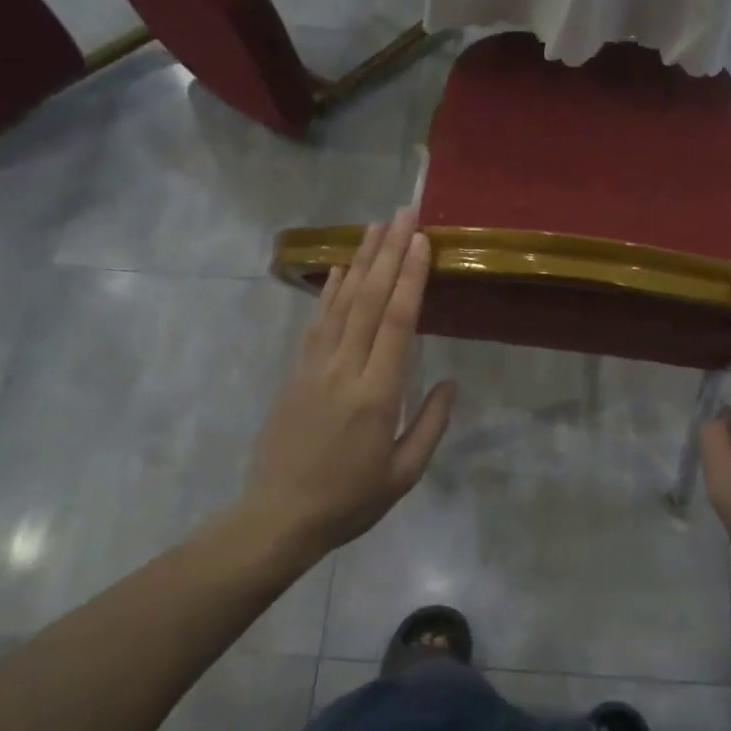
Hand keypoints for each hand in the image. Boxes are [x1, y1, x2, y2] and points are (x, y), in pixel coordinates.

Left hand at [238, 208, 455, 567]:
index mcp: (376, 394)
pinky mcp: (295, 371)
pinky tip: (341, 268)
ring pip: (341, 303)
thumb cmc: (350, 499)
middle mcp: (344, 369)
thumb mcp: (404, 473)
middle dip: (389, 253)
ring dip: (360, 261)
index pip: (398, 322)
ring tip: (375, 227)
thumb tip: (451, 383)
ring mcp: (314, 366)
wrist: (279, 516)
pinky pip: (316, 321)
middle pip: (370, 300)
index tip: (422, 241)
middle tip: (403, 215)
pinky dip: (330, 290)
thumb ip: (430, 424)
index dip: (411, 277)